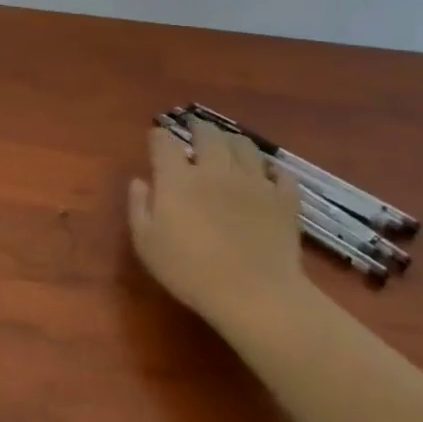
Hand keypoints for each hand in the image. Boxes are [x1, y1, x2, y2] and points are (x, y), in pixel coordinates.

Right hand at [128, 121, 311, 331]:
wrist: (254, 293)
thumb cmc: (190, 272)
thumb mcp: (146, 244)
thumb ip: (139, 207)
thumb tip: (139, 181)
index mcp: (178, 179)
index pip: (164, 143)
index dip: (159, 137)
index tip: (156, 139)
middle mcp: (215, 169)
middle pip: (207, 134)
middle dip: (198, 127)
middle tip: (195, 129)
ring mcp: (253, 181)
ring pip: (244, 145)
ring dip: (232, 140)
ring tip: (228, 145)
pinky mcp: (283, 198)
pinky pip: (280, 172)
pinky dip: (271, 169)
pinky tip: (267, 175)